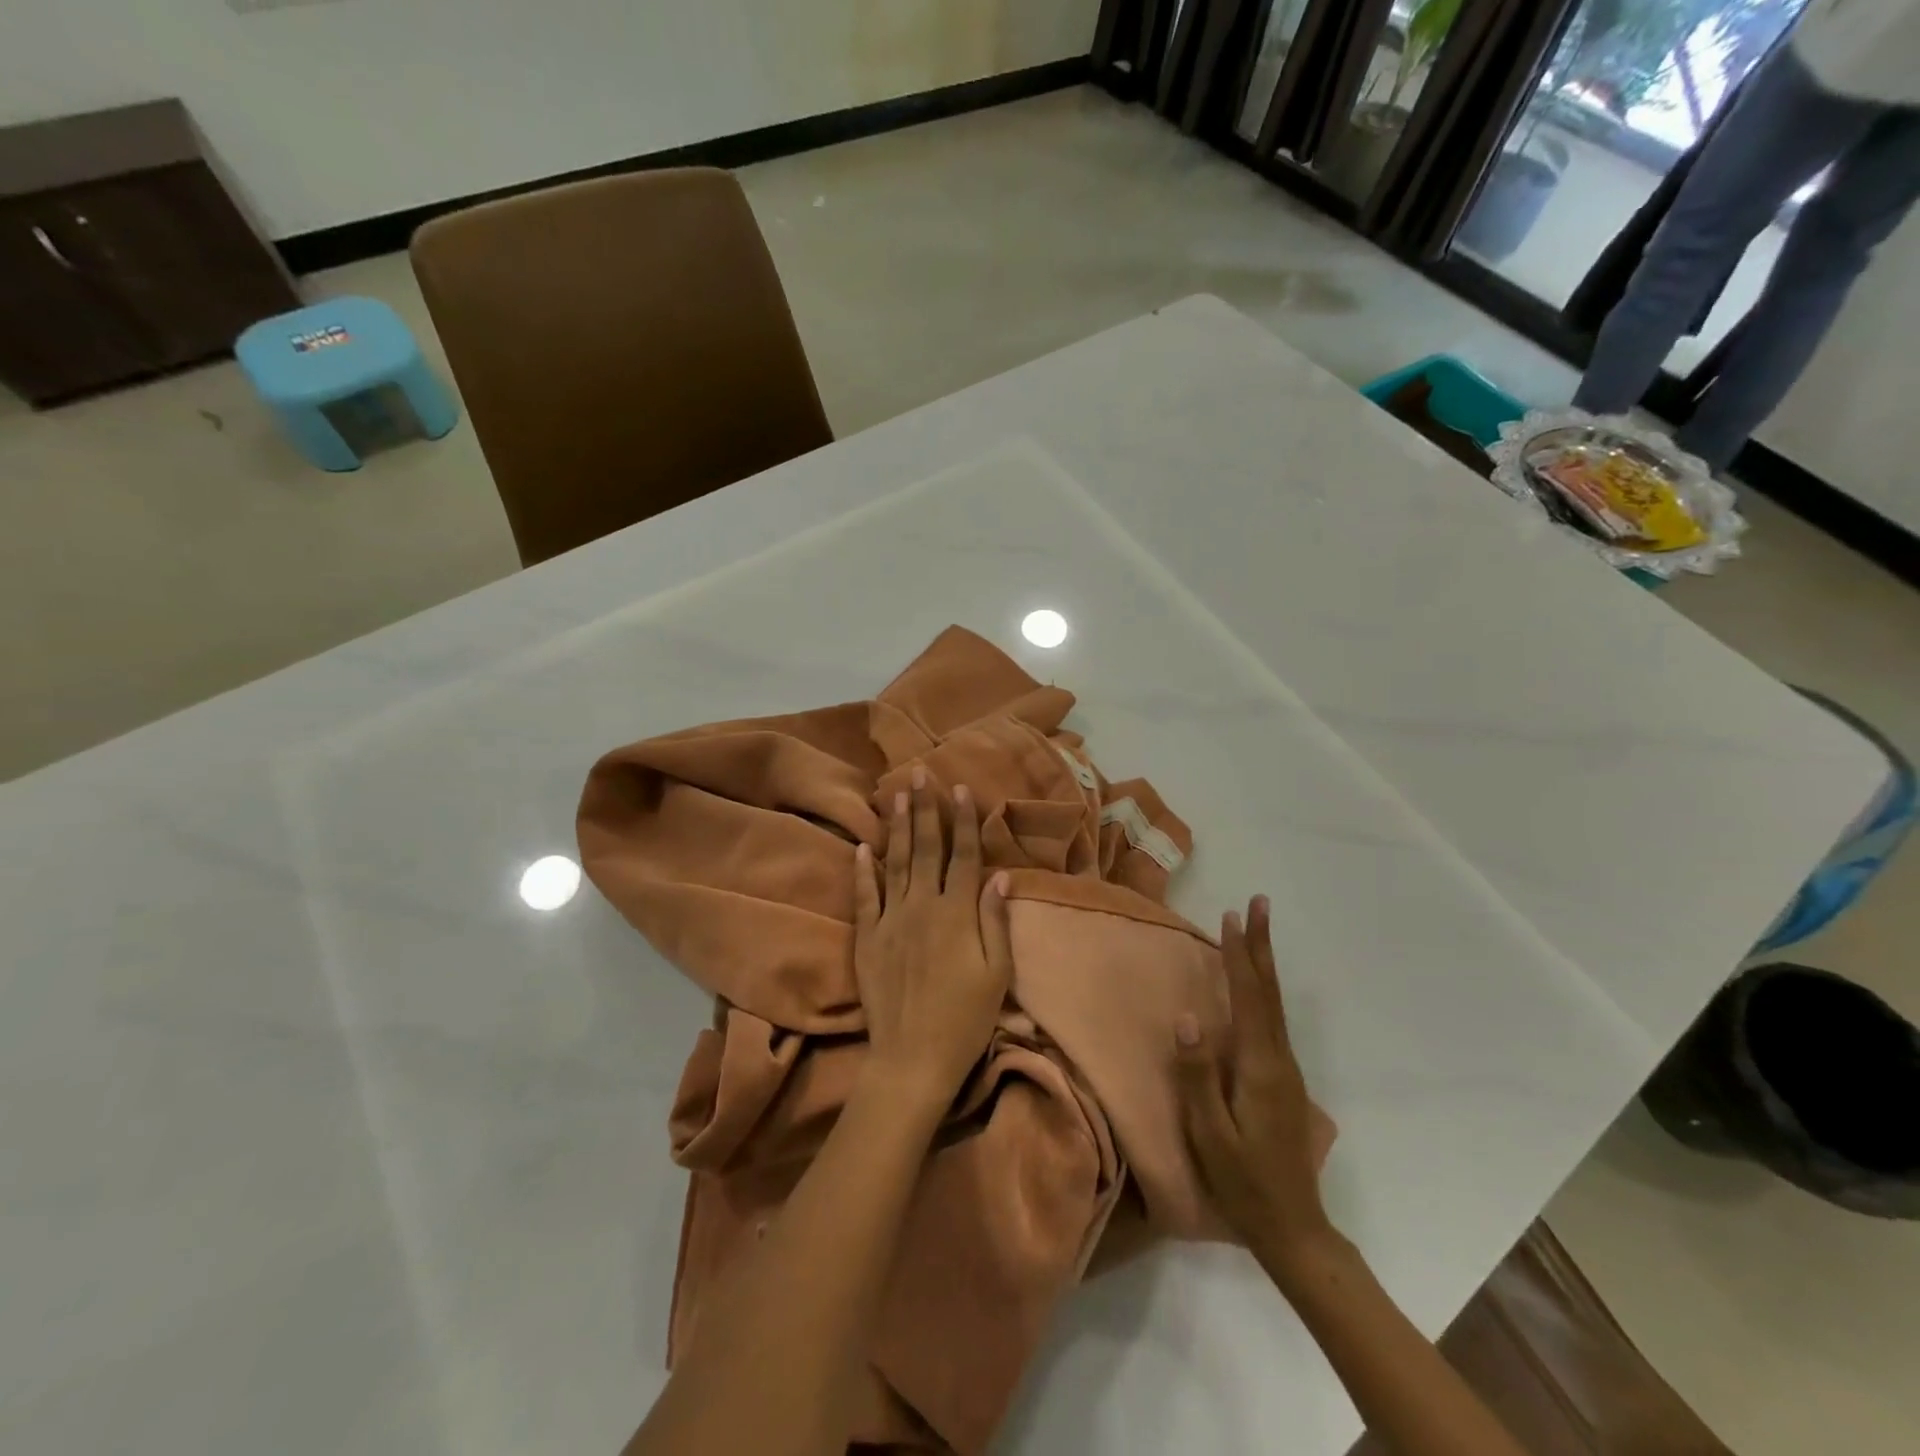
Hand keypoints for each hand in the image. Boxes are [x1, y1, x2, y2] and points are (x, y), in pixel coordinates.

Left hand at [853, 768, 1013, 1109]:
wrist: (913, 1058)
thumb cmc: (965, 1019)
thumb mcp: (996, 974)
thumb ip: (995, 922)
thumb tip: (998, 876)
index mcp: (957, 913)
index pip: (963, 856)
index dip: (963, 821)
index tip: (961, 789)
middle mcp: (923, 907)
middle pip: (926, 848)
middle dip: (925, 808)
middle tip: (921, 773)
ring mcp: (891, 920)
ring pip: (894, 862)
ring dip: (896, 826)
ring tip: (896, 793)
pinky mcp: (868, 938)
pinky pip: (864, 896)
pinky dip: (863, 870)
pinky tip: (863, 845)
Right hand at [1175, 895, 1339, 1267]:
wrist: (1293, 1227)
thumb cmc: (1243, 1181)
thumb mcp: (1210, 1133)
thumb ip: (1198, 1075)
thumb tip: (1188, 1017)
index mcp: (1260, 1067)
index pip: (1249, 998)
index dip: (1239, 956)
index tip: (1231, 916)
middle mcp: (1279, 1058)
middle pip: (1269, 992)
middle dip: (1261, 946)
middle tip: (1259, 904)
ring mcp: (1285, 1068)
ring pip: (1273, 1003)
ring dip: (1263, 963)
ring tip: (1256, 931)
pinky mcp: (1283, 1078)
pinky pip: (1271, 1018)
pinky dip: (1263, 988)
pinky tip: (1255, 985)